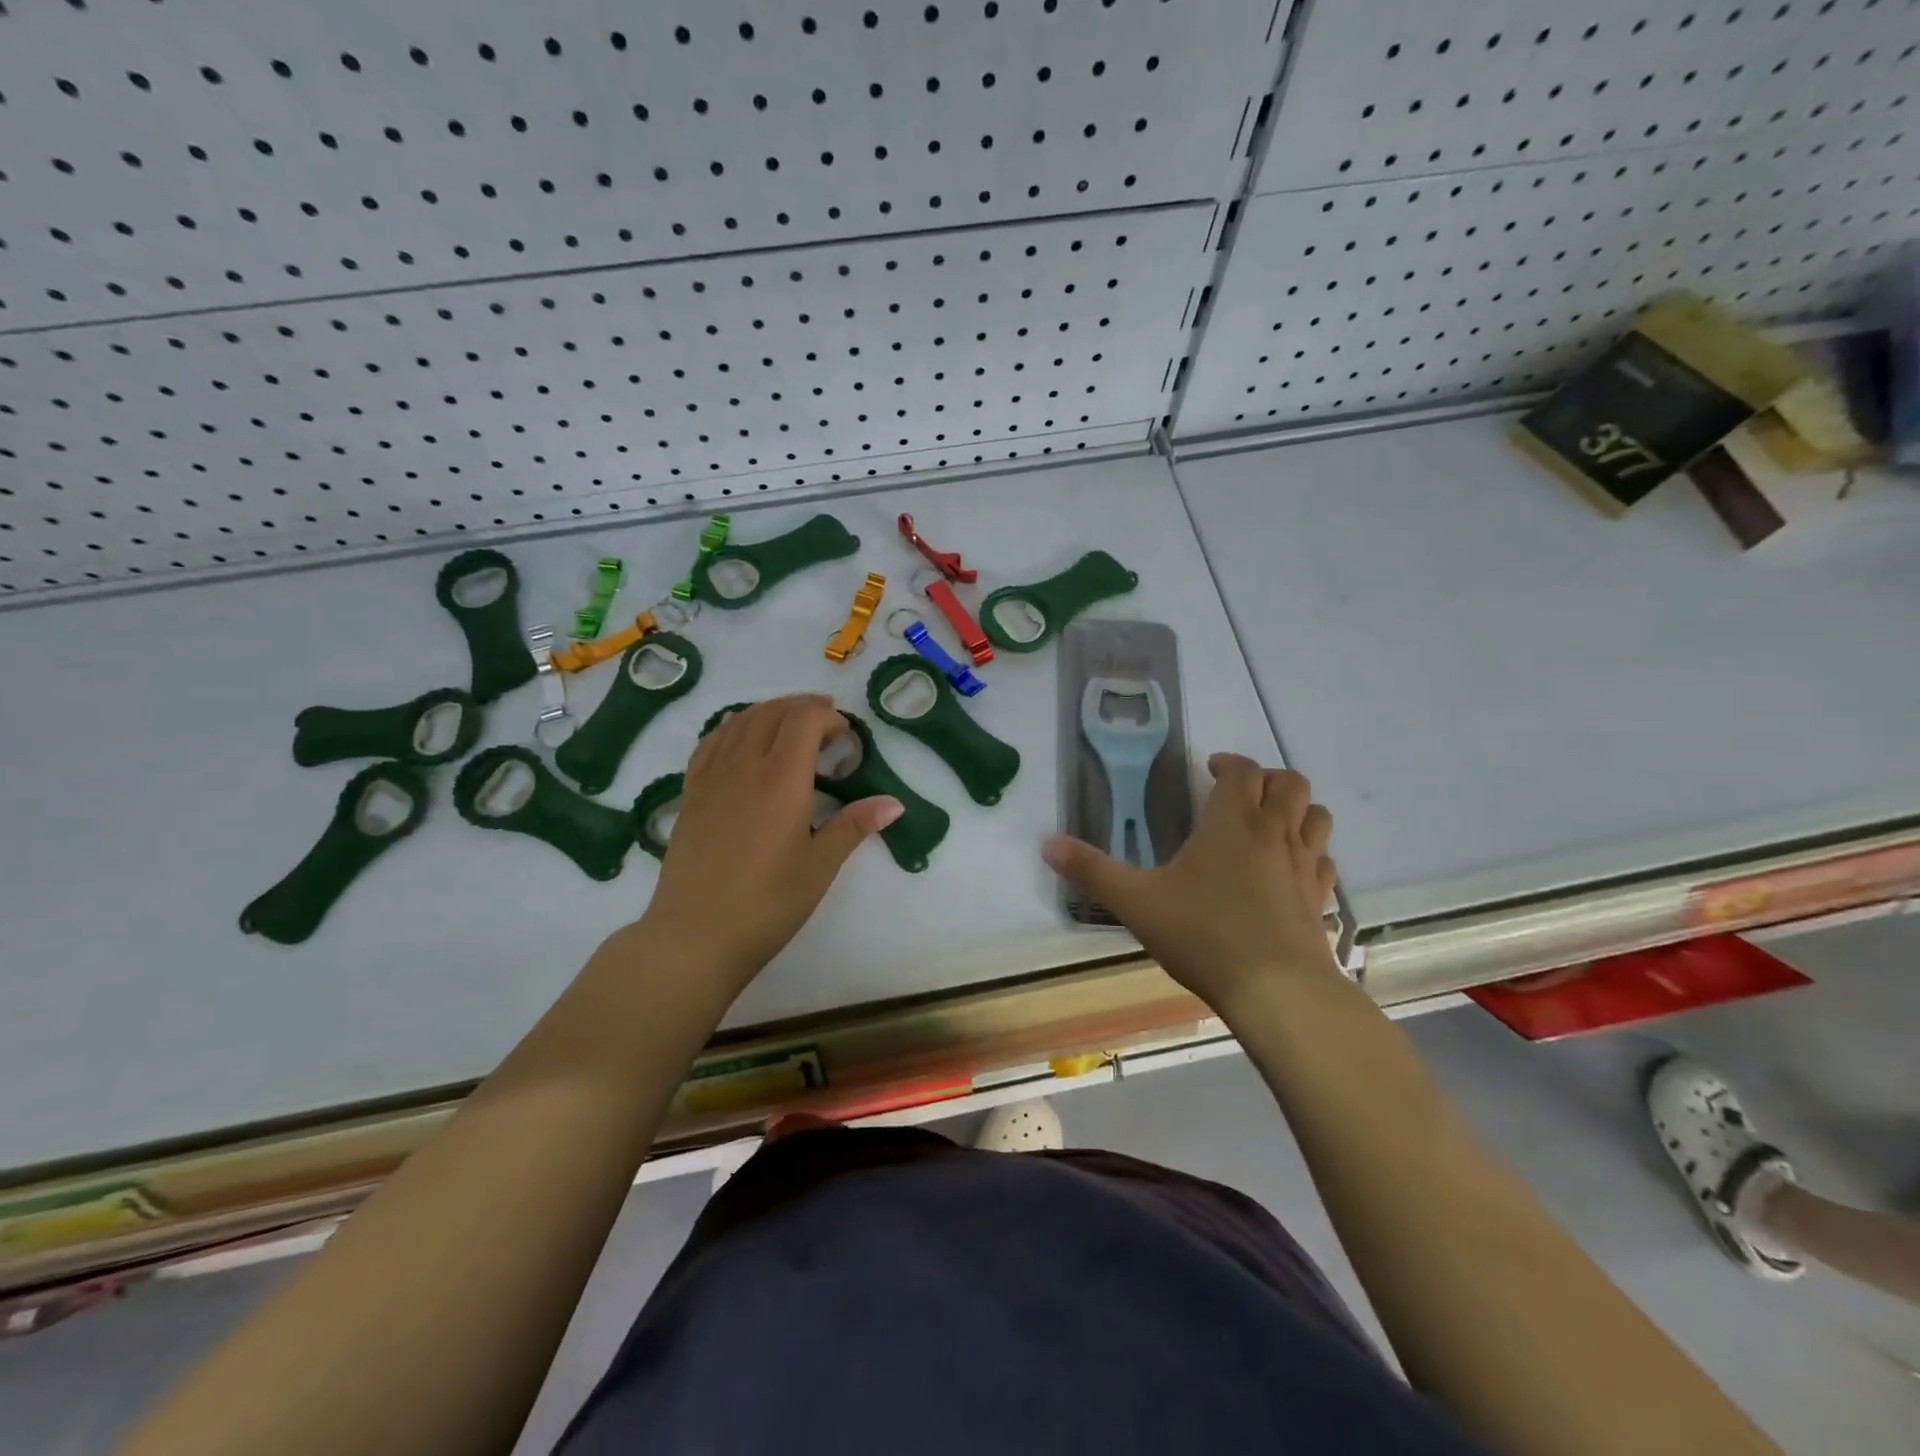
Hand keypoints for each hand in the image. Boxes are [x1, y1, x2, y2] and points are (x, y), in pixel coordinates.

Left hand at [641, 695, 901, 994]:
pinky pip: (711, 742)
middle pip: (772, 713)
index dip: (828, 717)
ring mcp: (711, 777)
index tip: (846, 736)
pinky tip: (740, 738)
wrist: (695, 935)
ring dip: (769, 711)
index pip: (804, 720)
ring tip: (789, 723)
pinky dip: (733, 727)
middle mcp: (744, 765)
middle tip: (825, 722)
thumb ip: (854, 826)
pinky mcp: (690, 793)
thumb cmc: (768, 903)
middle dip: (802, 708)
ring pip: (739, 721)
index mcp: (781, 778)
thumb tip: (894, 803)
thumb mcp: (820, 866)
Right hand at [1042, 755, 1339, 1017]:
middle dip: (1267, 779)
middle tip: (1240, 792)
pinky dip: (1312, 853)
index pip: (1242, 770)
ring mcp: (1304, 866)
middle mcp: (1274, 834)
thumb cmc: (1203, 934)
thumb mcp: (1136, 902)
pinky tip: (1292, 870)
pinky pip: (1324, 861)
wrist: (1277, 991)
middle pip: (1289, 783)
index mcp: (1231, 822)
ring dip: (1297, 809)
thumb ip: (1091, 871)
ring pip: (1316, 816)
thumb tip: (1047, 843)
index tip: (1209, 769)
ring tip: (1271, 822)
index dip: (1228, 762)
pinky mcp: (1320, 899)